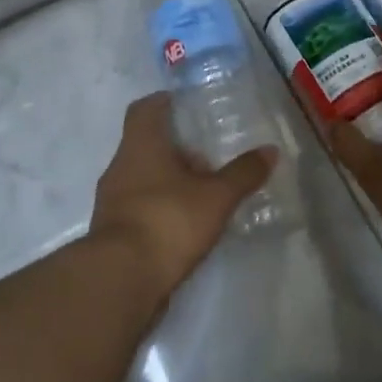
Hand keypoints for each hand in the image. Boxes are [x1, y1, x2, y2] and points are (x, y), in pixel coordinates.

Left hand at [90, 94, 275, 295]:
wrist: (121, 279)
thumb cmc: (168, 221)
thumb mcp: (216, 197)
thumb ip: (243, 173)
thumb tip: (270, 150)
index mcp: (140, 145)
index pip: (144, 109)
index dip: (163, 102)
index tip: (185, 106)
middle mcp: (120, 165)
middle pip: (145, 144)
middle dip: (175, 148)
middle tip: (207, 157)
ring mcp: (111, 200)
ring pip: (141, 177)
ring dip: (168, 180)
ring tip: (202, 194)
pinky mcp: (112, 231)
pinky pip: (138, 207)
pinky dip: (159, 208)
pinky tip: (184, 224)